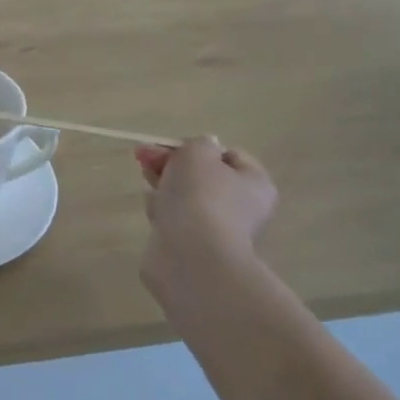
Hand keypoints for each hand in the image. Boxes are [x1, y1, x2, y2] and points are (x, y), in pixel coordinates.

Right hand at [134, 138, 277, 297]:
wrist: (189, 256)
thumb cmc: (200, 196)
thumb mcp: (198, 152)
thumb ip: (198, 143)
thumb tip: (201, 150)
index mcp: (255, 183)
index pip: (228, 155)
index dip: (197, 146)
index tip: (170, 147)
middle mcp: (242, 208)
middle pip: (203, 177)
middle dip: (173, 164)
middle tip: (144, 157)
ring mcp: (216, 231)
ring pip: (185, 199)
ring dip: (165, 188)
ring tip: (146, 183)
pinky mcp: (191, 249)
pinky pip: (174, 222)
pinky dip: (161, 212)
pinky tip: (152, 210)